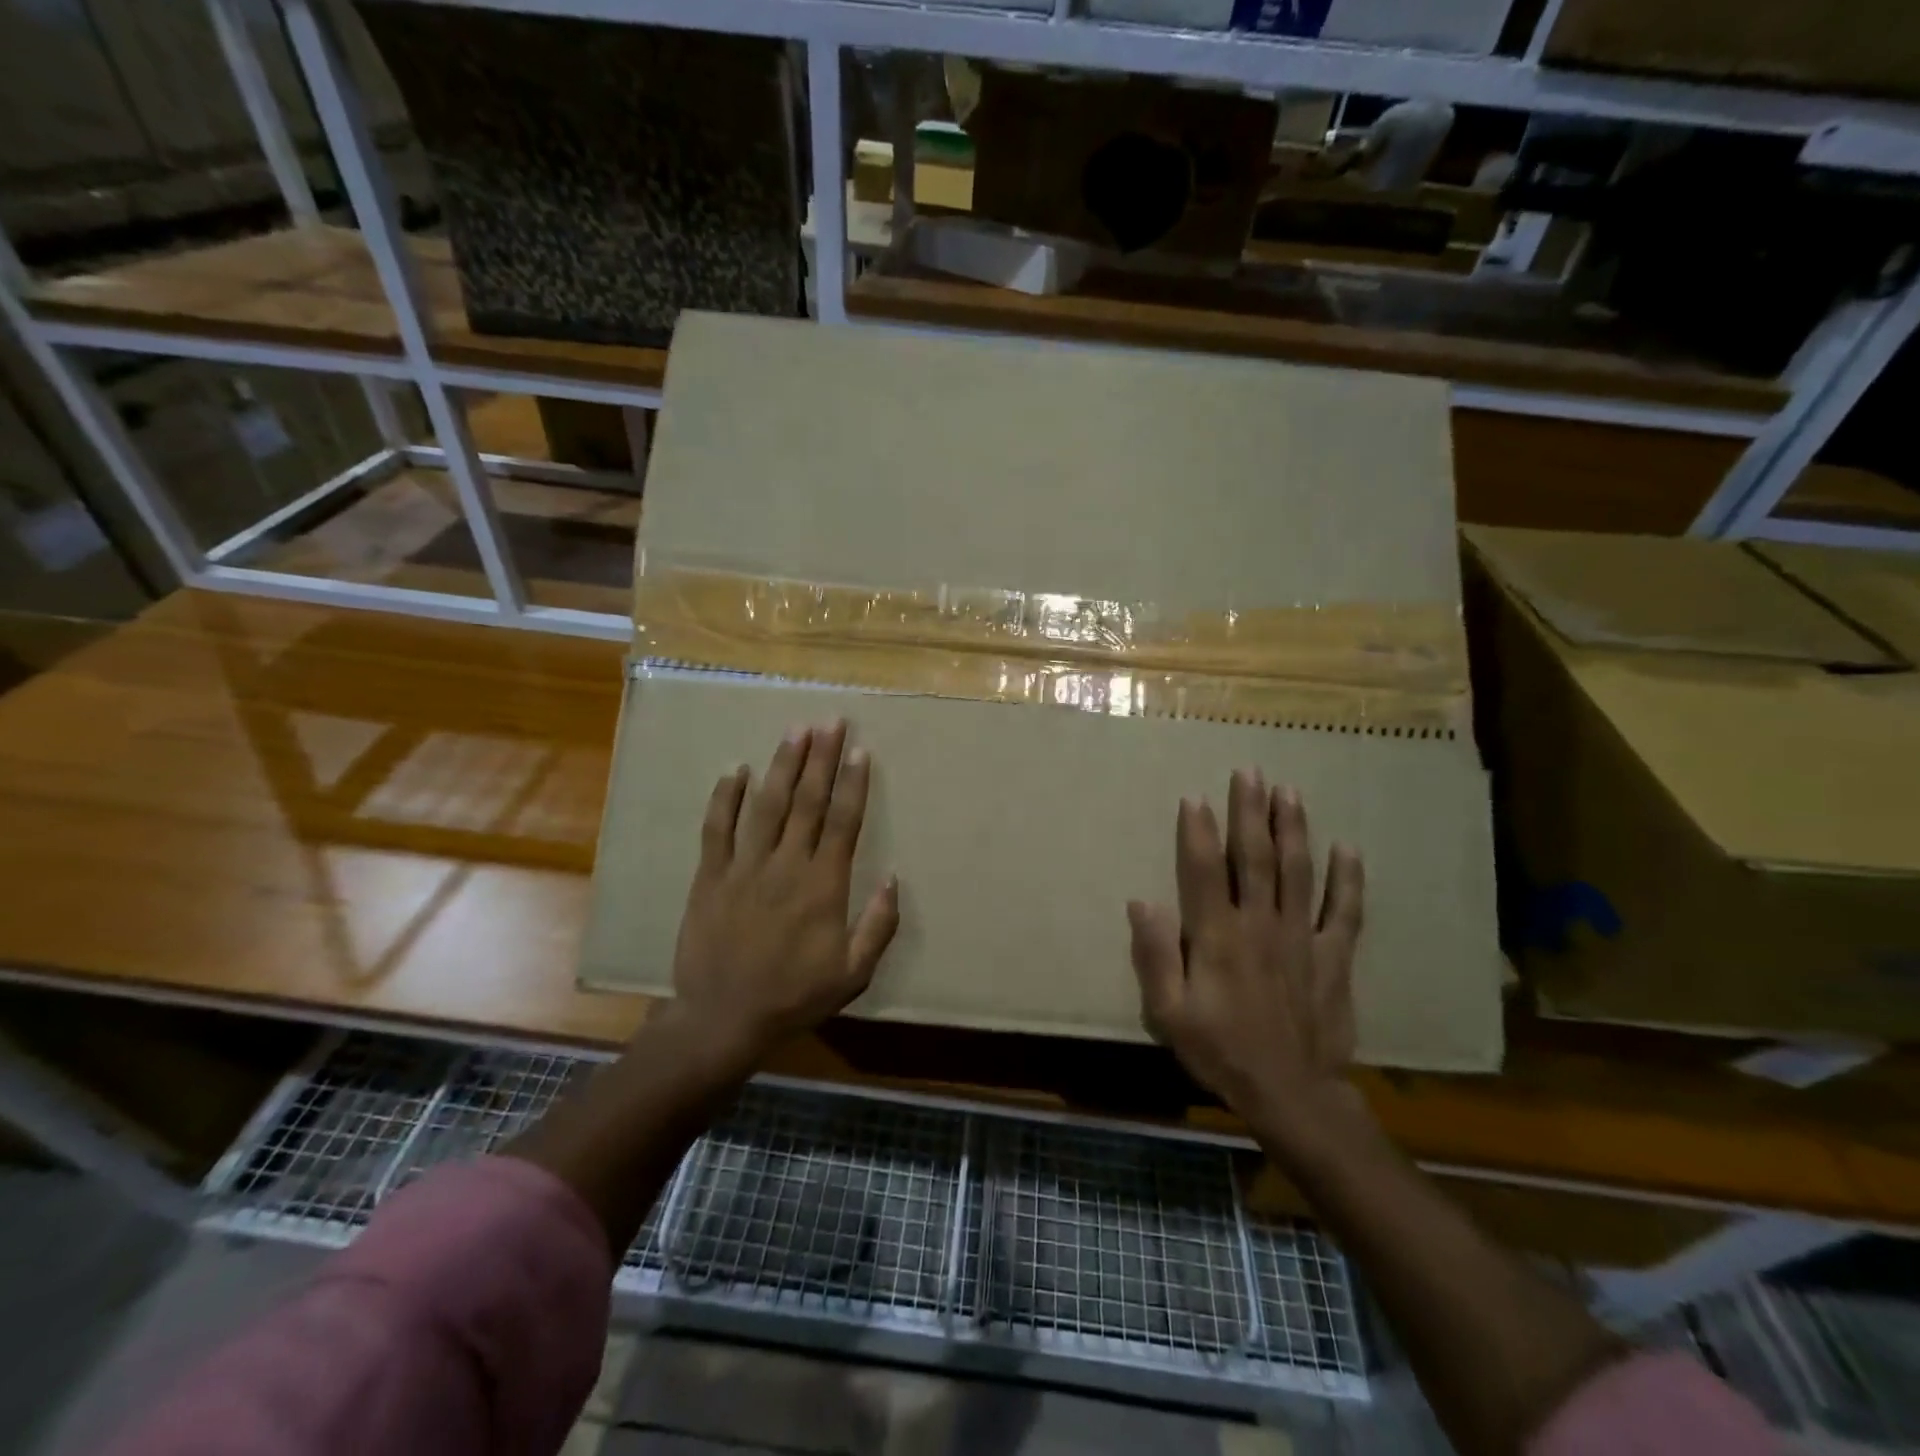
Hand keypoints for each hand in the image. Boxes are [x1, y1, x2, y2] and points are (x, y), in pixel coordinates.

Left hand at [669, 720, 899, 1065]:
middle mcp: (787, 865)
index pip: (843, 822)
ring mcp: (745, 867)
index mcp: (823, 885)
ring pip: (767, 805)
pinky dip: (725, 797)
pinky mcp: (711, 876)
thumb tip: (894, 878)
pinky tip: (736, 769)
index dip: (853, 783)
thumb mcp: (853, 974)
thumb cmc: (794, 996)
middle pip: (808, 801)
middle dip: (822, 758)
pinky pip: (717, 828)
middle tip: (832, 721)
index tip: (860, 749)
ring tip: (796, 731)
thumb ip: (878, 925)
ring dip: (783, 765)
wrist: (723, 1019)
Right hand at [1128, 770, 1366, 1140]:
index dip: (1197, 831)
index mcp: (1218, 936)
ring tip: (1288, 792)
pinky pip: (1343, 911)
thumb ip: (1155, 956)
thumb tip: (1141, 902)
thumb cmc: (1221, 1051)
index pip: (1204, 870)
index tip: (1195, 797)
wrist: (1291, 1094)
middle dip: (1250, 812)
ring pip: (1297, 872)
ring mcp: (1301, 937)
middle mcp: (1260, 924)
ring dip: (1292, 829)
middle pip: (1254, 857)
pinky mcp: (1333, 957)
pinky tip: (1348, 848)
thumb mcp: (1169, 1012)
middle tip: (1250, 771)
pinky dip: (1347, 879)